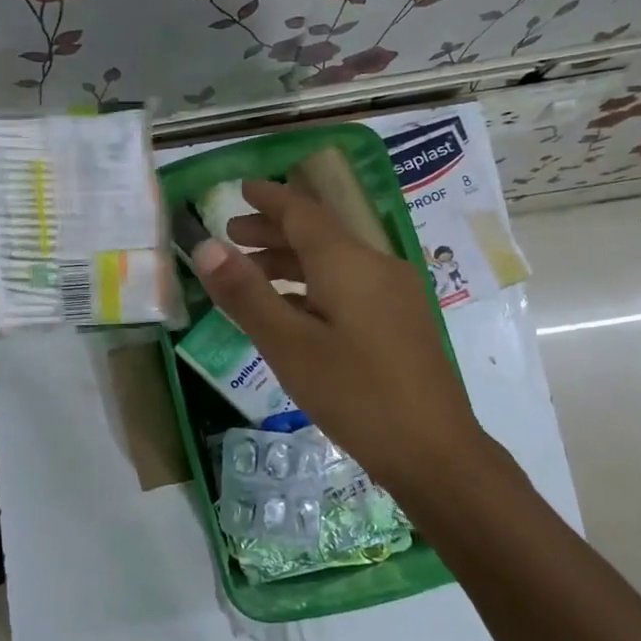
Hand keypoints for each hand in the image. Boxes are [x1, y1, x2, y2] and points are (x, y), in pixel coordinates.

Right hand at [191, 179, 485, 499]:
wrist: (434, 451)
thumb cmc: (355, 394)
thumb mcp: (288, 346)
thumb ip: (246, 294)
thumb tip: (205, 247)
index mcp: (349, 262)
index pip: (303, 211)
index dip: (269, 198)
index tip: (241, 188)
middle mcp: (377, 265)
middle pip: (320, 233)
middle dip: (274, 230)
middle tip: (233, 234)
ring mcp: (396, 294)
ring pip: (336, 261)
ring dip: (292, 260)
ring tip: (253, 273)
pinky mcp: (402, 321)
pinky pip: (350, 286)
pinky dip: (314, 286)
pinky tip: (294, 311)